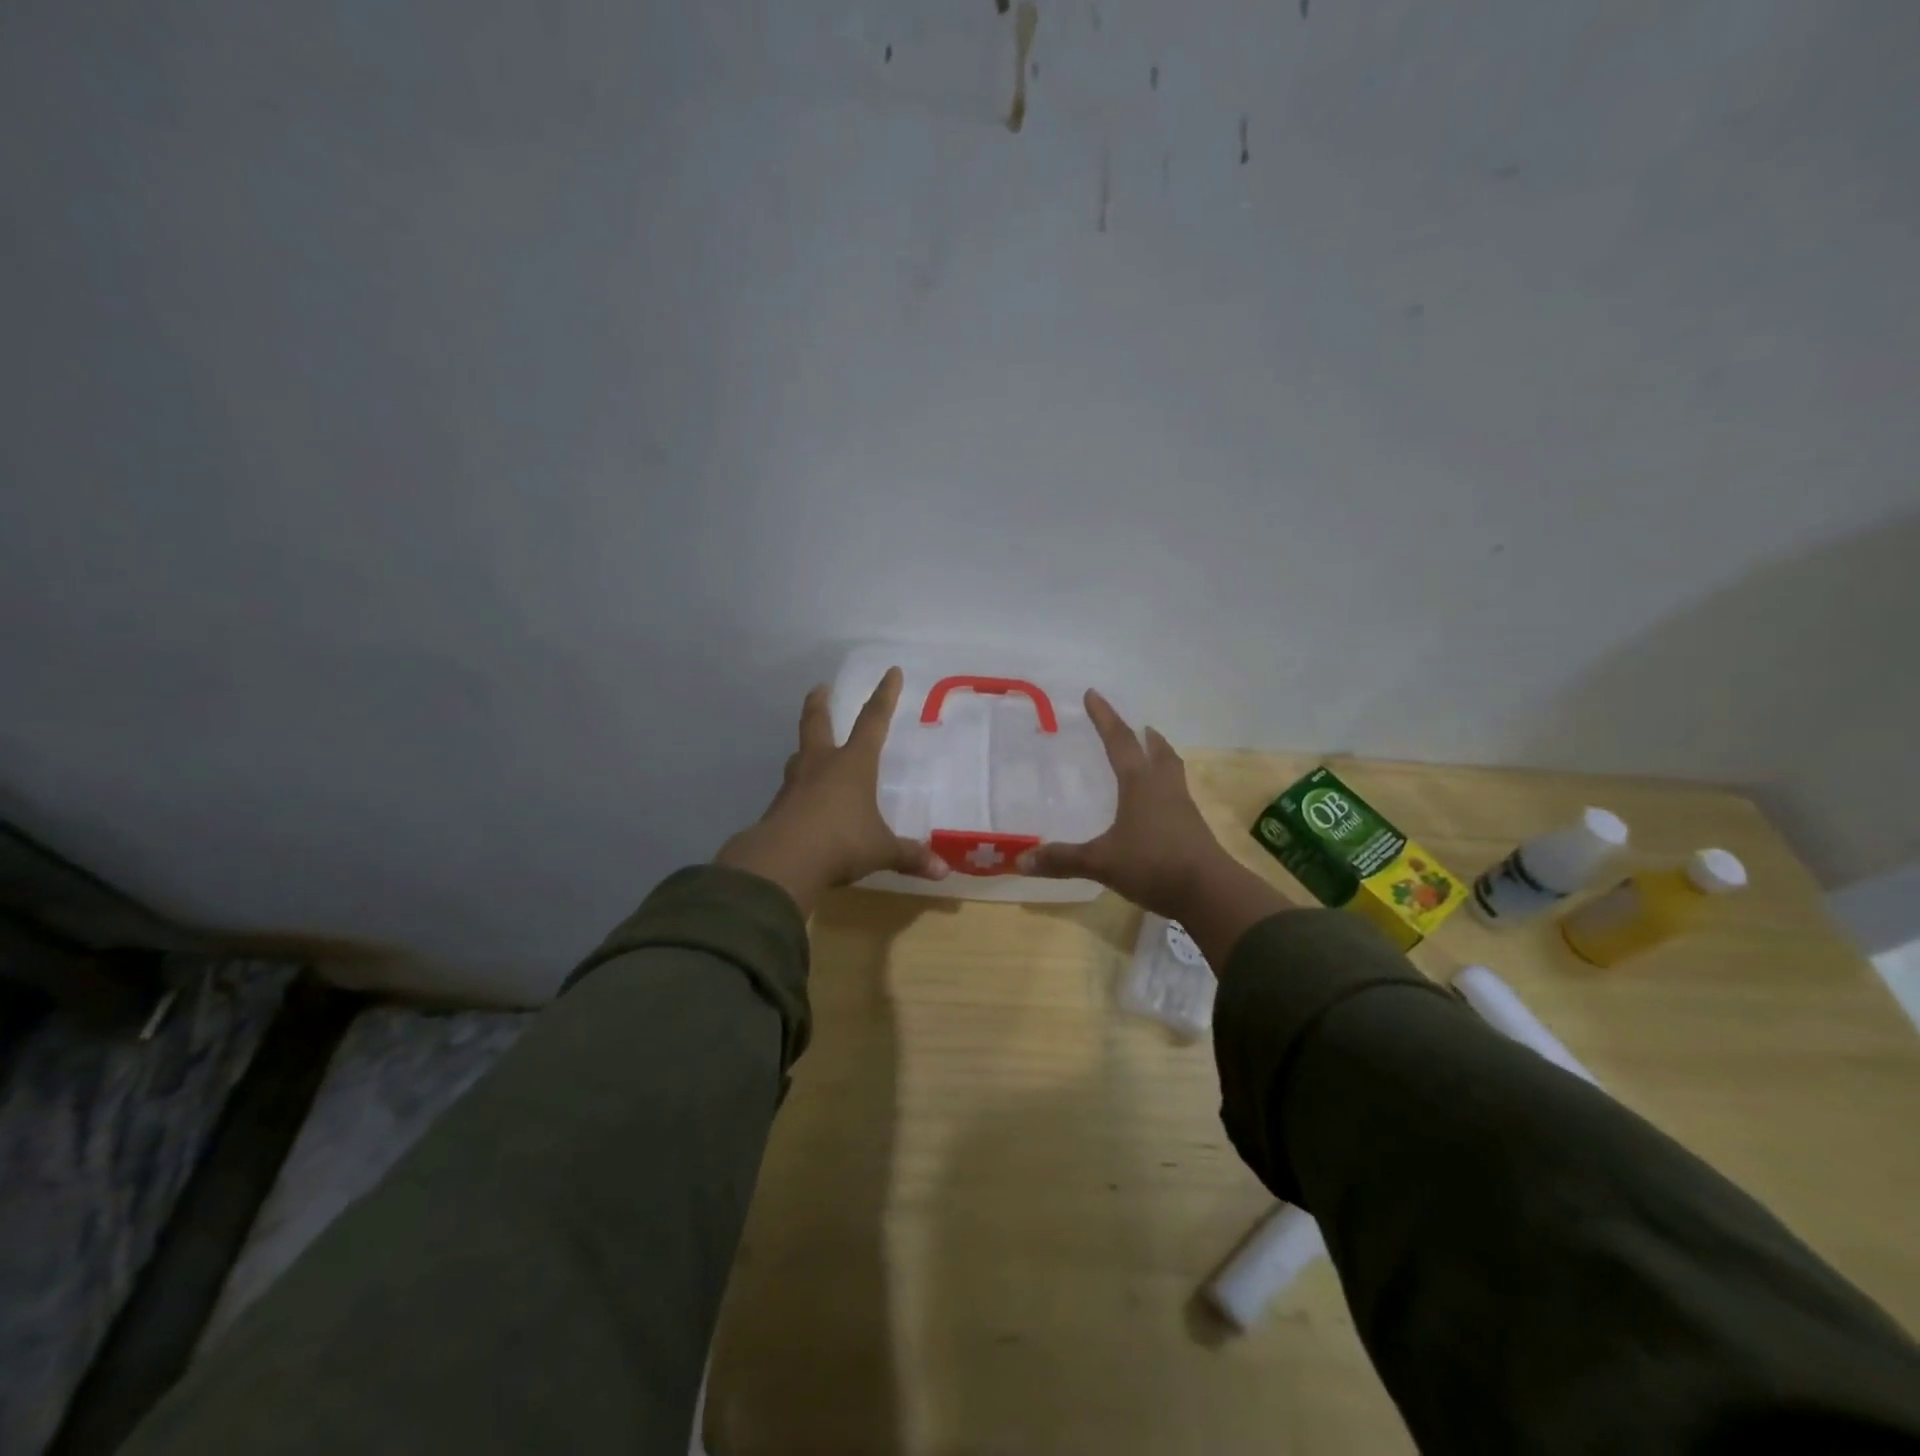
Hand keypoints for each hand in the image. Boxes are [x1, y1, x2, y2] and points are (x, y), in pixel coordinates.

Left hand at [717, 667, 948, 914]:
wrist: (782, 862)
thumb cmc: (841, 843)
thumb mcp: (881, 850)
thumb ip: (910, 856)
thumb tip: (944, 871)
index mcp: (853, 764)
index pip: (873, 721)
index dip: (884, 696)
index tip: (891, 672)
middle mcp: (821, 765)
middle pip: (817, 724)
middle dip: (819, 704)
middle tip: (820, 688)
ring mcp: (795, 785)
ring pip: (799, 756)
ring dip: (805, 748)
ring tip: (809, 749)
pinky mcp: (777, 808)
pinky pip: (791, 791)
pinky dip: (798, 790)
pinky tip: (802, 802)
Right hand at [1013, 691, 1225, 915]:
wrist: (1209, 892)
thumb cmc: (1153, 864)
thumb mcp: (1101, 862)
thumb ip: (1062, 859)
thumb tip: (1020, 860)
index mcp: (1140, 784)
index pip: (1119, 741)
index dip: (1104, 717)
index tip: (1093, 694)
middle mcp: (1164, 788)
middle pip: (1158, 752)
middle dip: (1145, 736)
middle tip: (1138, 727)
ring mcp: (1182, 809)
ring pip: (1172, 772)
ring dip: (1160, 758)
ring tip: (1150, 756)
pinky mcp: (1193, 829)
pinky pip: (1176, 797)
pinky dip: (1164, 790)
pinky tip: (1154, 807)